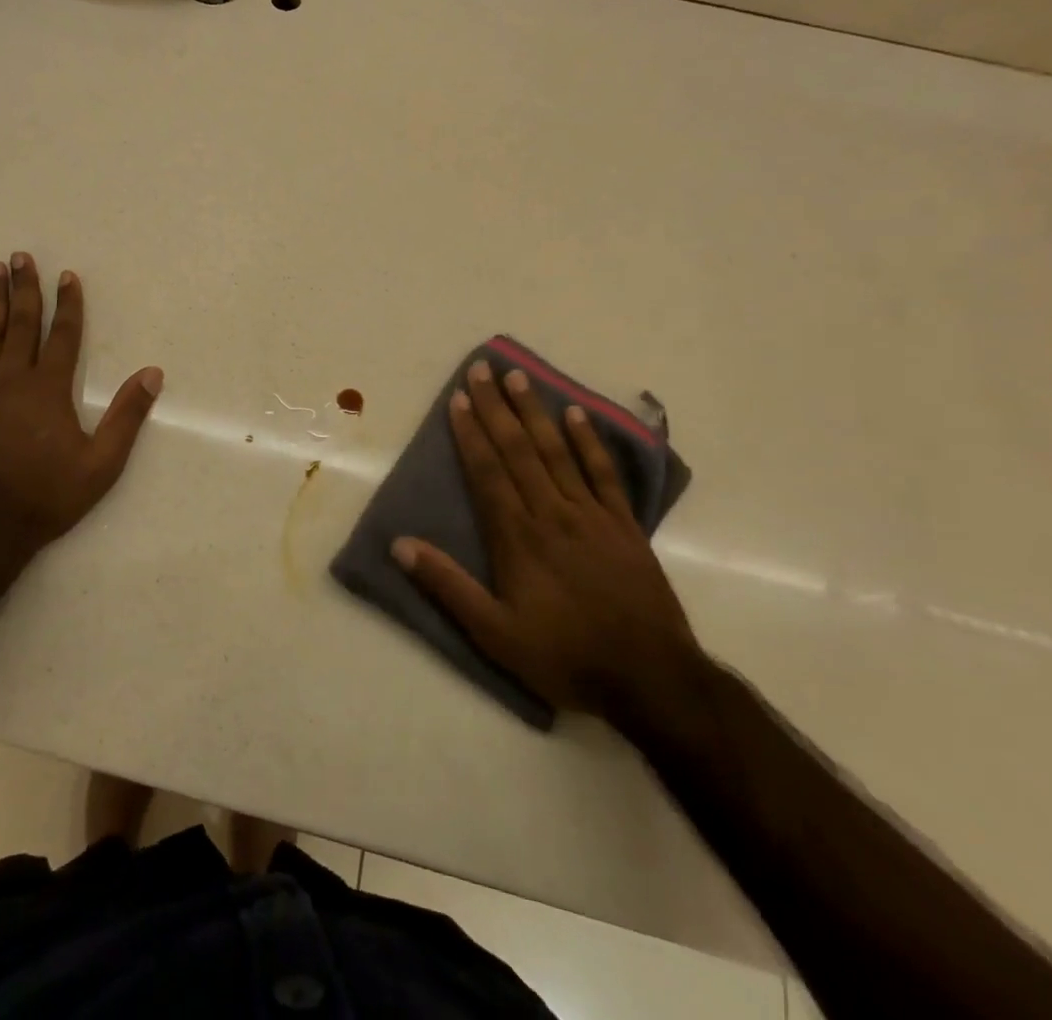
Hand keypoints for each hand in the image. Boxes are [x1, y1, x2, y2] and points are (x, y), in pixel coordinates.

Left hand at [0, 254, 162, 558]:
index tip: (67, 275)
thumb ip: (127, 416)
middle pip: (21, 324)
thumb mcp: (101, 464)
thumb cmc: (46, 497)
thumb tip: (152, 374)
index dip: (67, 304)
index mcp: (50, 390)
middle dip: (24, 288)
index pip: (63, 336)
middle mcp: (13, 379)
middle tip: (20, 257)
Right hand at [392, 360, 701, 722]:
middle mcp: (552, 513)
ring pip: (557, 451)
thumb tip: (399, 544)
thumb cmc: (565, 657)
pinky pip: (603, 473)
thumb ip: (447, 586)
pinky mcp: (625, 525)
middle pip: (518, 449)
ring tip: (519, 377)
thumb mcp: (494, 633)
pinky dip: (589, 441)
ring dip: (535, 412)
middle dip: (496, 407)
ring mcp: (592, 515)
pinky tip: (577, 414)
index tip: (457, 399)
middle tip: (482, 369)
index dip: (470, 433)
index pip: (487, 471)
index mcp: (517, 536)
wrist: (652, 681)